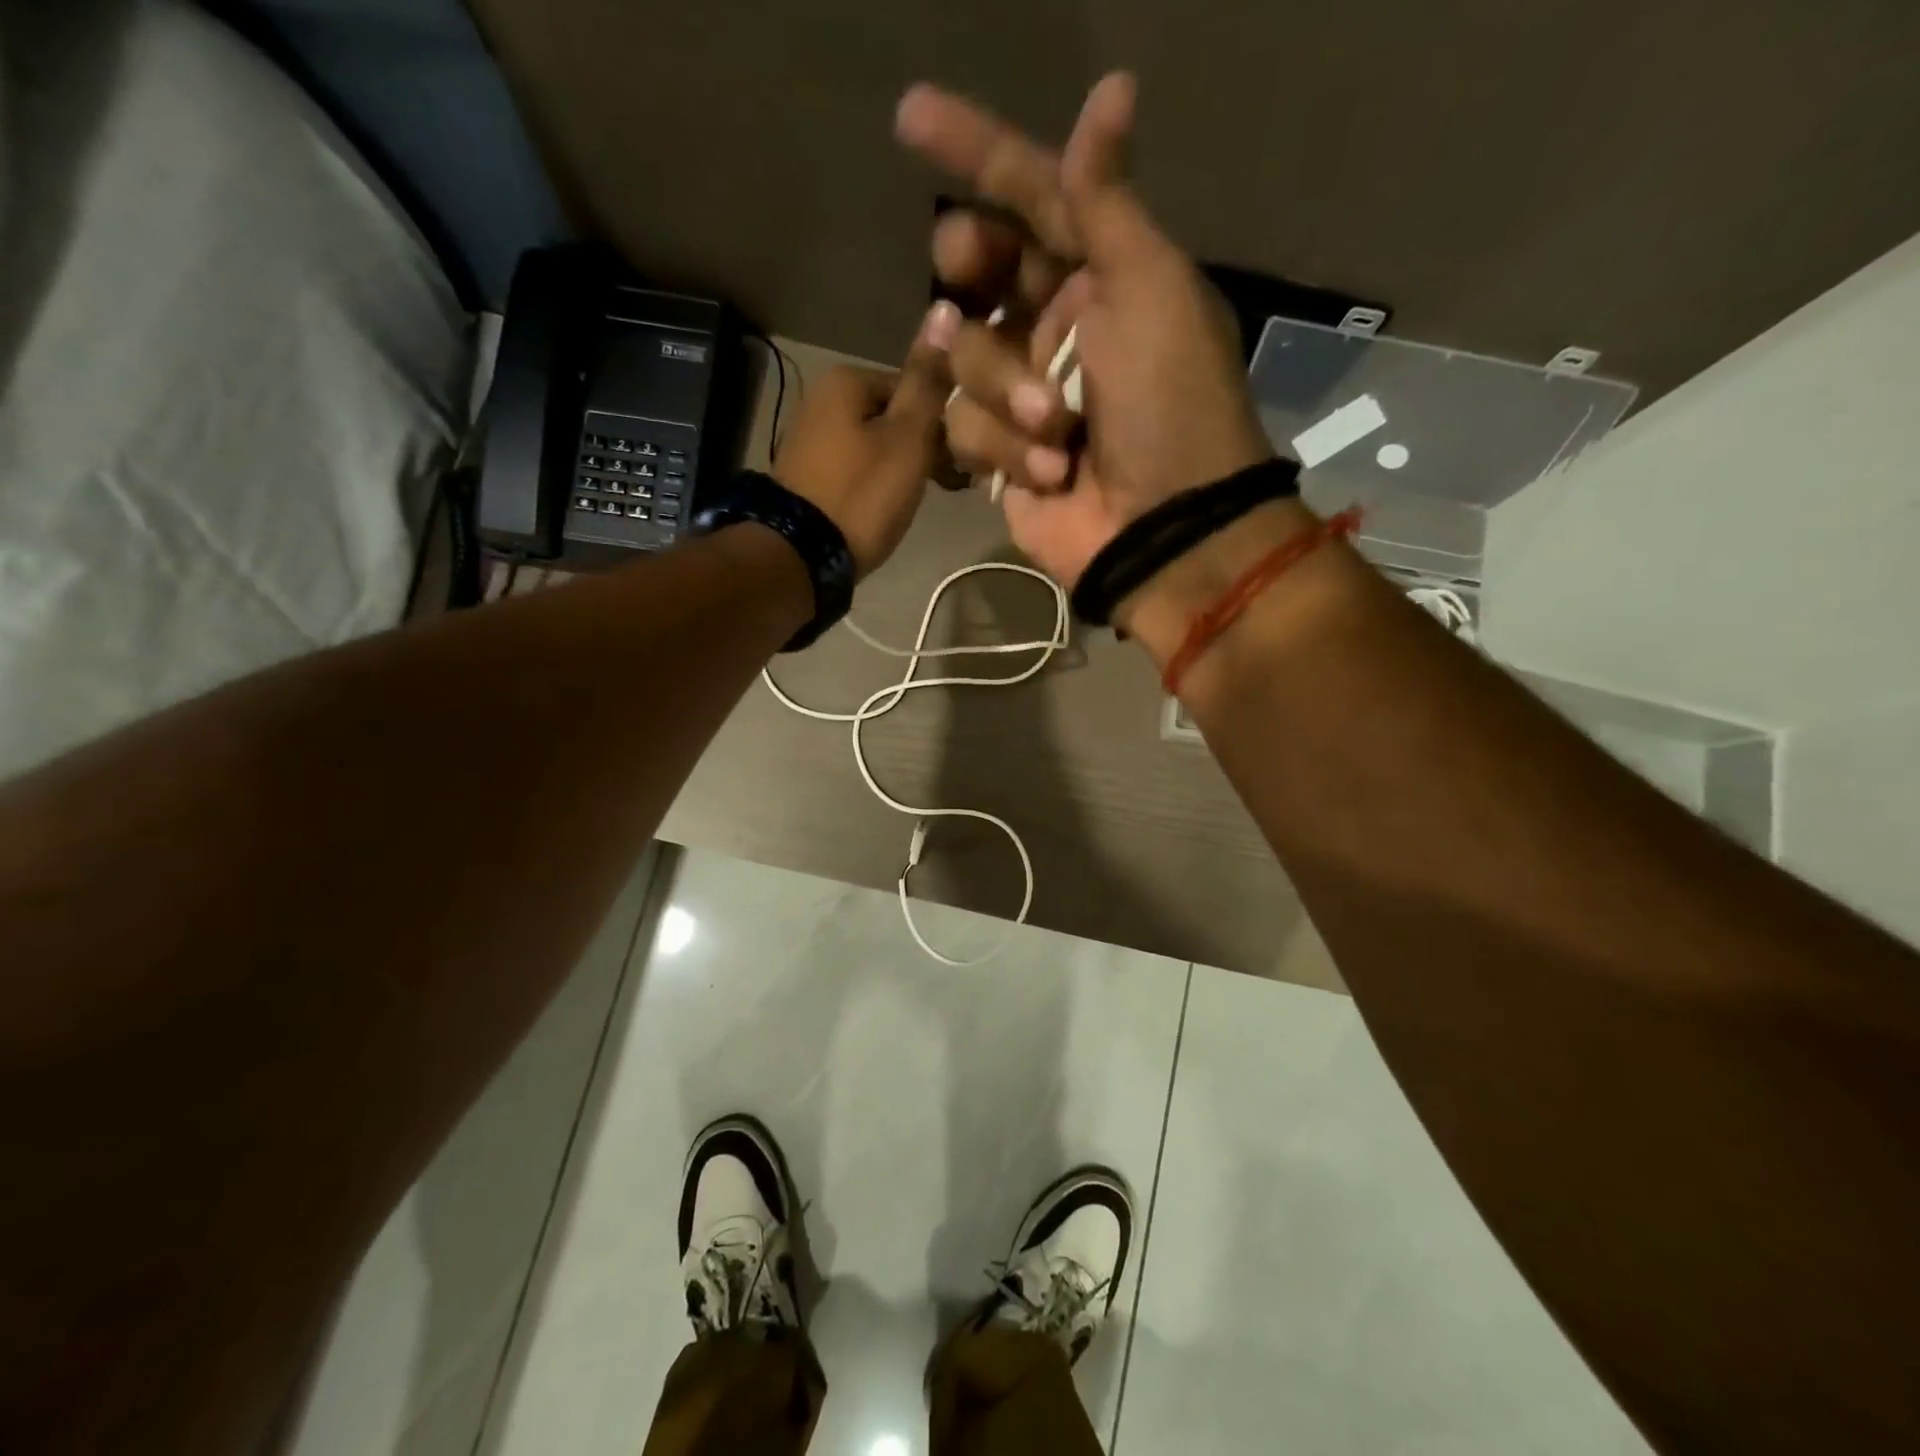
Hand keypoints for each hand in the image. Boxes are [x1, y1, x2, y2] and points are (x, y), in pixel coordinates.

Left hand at [769, 307, 955, 578]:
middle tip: (945, 486)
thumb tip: (946, 309)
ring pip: (876, 444)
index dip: (944, 422)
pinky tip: (886, 509)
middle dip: (923, 447)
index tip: (960, 459)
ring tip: (917, 501)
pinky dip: (876, 484)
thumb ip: (928, 381)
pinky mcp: (808, 475)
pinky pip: (856, 468)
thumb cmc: (862, 494)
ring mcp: (811, 439)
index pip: (916, 386)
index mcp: (847, 380)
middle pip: (895, 415)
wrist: (800, 556)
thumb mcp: (907, 437)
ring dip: (902, 467)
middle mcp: (823, 399)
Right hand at [896, 75, 1274, 588]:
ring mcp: (1022, 392)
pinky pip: (962, 427)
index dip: (972, 151)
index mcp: (1101, 274)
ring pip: (961, 355)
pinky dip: (1005, 449)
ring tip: (1059, 429)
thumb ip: (1107, 202)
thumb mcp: (1149, 290)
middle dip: (969, 268)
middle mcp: (1055, 324)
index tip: (908, 116)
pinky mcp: (1000, 453)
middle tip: (967, 273)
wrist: (1163, 529)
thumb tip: (1112, 88)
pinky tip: (1051, 473)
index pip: (1030, 195)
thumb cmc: (1169, 404)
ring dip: (1006, 390)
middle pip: (977, 268)